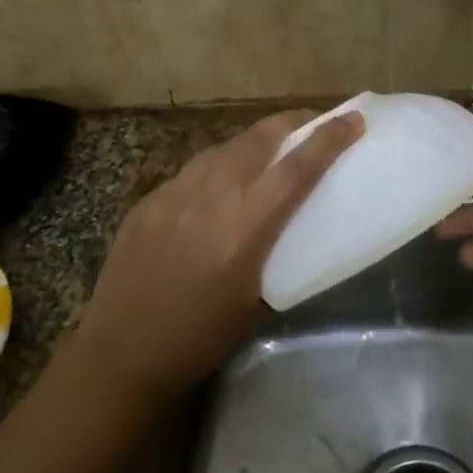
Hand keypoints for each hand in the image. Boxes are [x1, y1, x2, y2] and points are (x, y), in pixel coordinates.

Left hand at [72, 109, 363, 400]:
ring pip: (222, 149)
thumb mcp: (257, 304)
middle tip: (309, 128)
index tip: (352, 119)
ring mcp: (173, 193)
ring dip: (251, 145)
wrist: (121, 353)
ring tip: (265, 156)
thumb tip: (294, 235)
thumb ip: (279, 259)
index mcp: (246, 227)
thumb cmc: (200, 340)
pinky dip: (215, 170)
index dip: (328, 139)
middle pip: (258, 139)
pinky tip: (215, 191)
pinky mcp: (147, 201)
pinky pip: (190, 172)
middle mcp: (210, 196)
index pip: (297, 168)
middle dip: (290, 124)